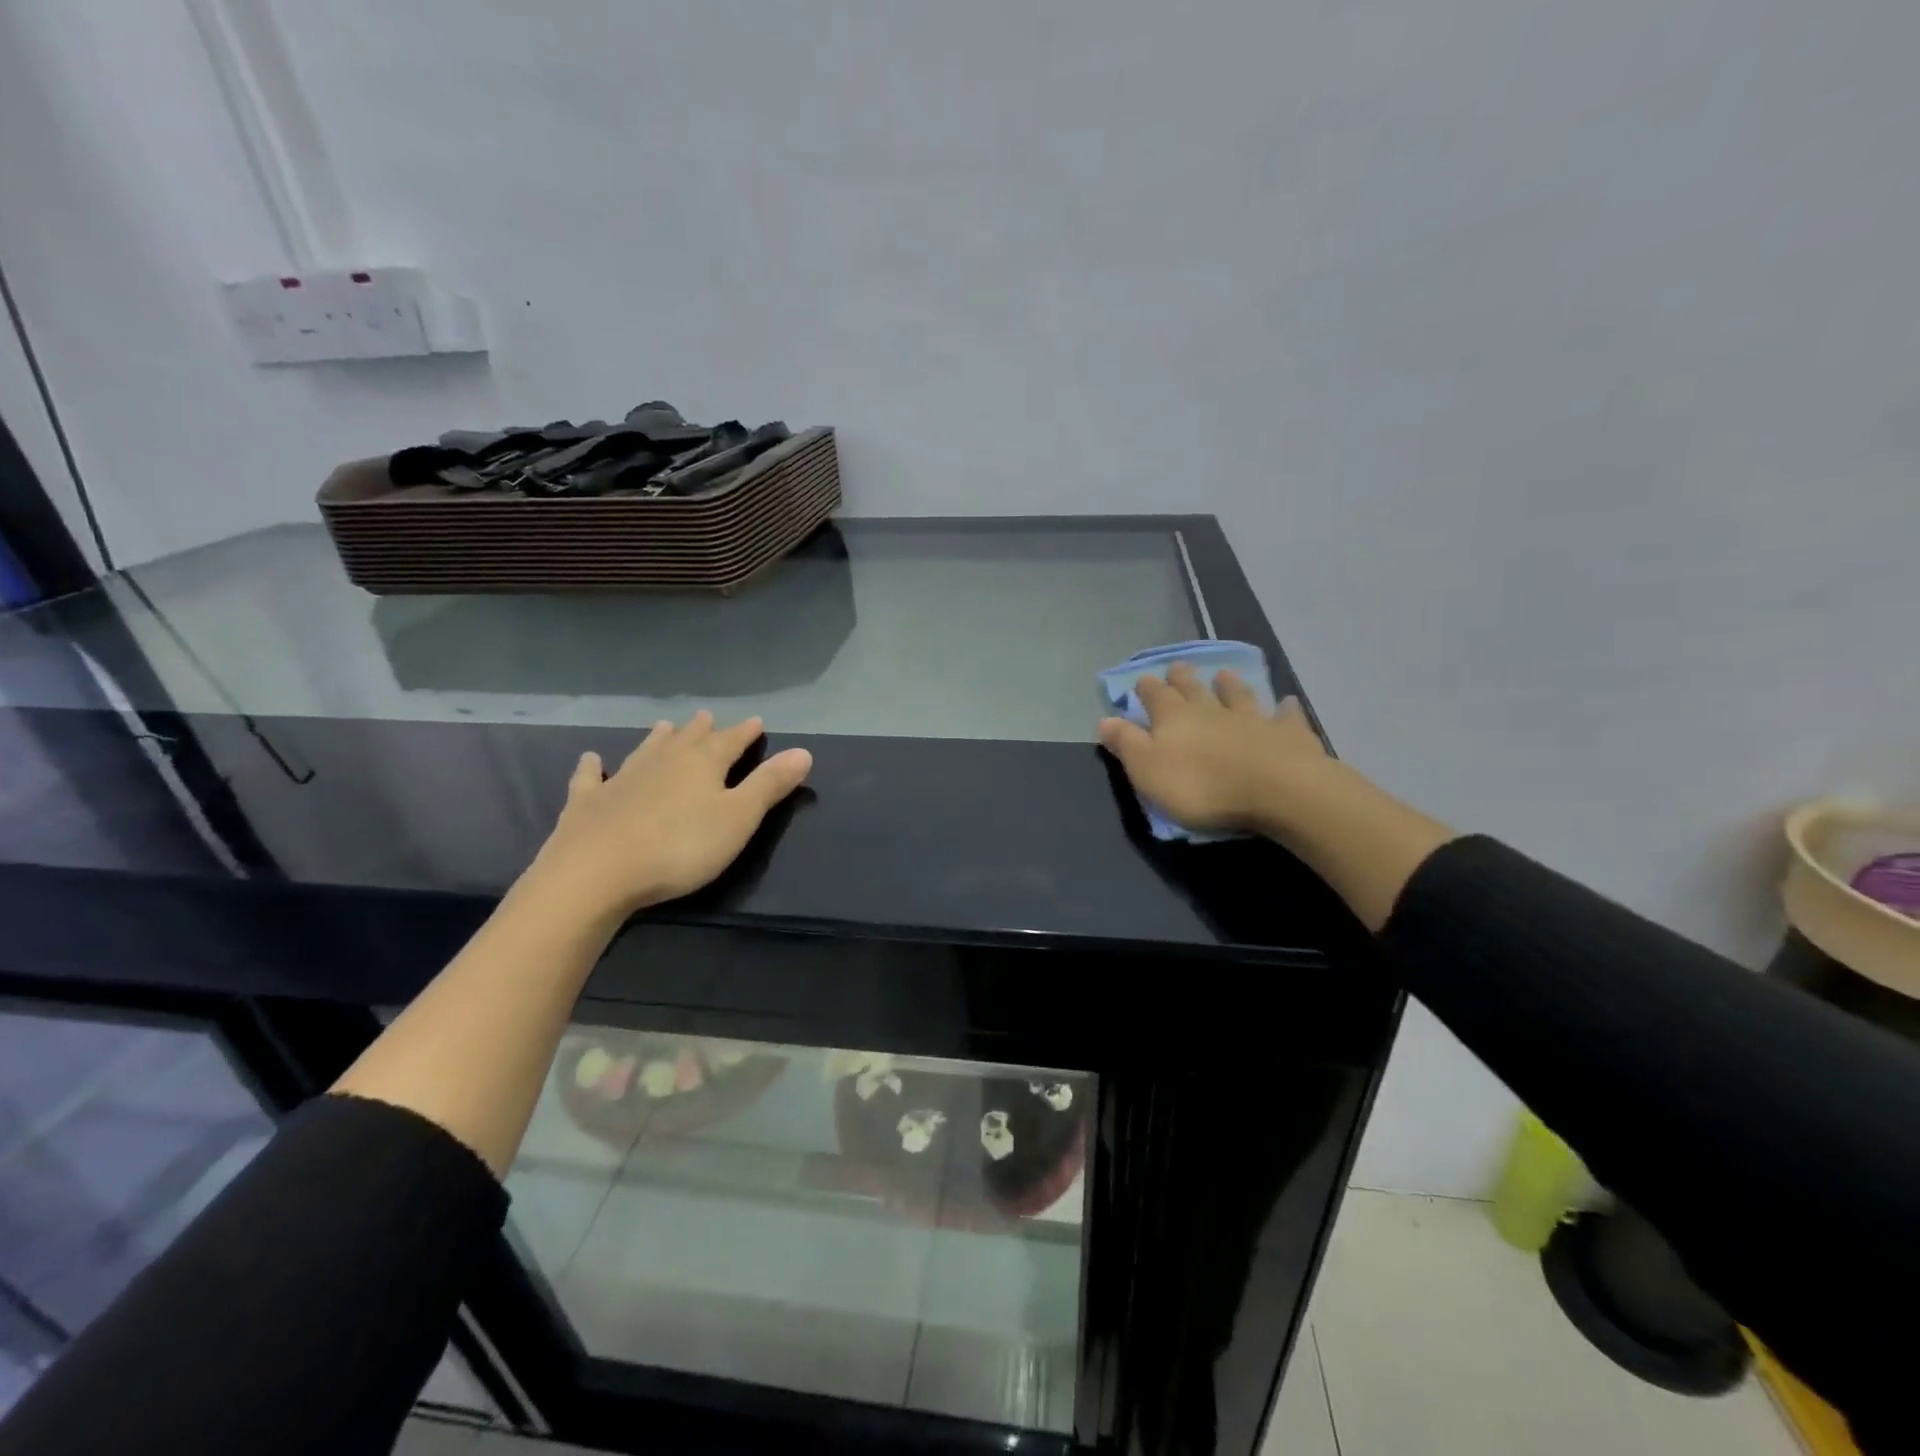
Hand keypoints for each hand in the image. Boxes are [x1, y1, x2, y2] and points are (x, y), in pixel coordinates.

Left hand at [524, 712, 812, 921]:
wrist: (596, 872)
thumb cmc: (680, 847)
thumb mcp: (739, 818)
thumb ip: (770, 785)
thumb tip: (804, 751)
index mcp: (703, 764)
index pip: (731, 742)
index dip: (745, 733)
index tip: (756, 722)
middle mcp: (663, 762)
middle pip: (688, 740)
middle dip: (702, 730)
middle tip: (708, 716)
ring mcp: (621, 779)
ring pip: (645, 750)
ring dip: (658, 738)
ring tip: (665, 726)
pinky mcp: (587, 803)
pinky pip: (591, 777)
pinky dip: (593, 767)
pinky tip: (591, 759)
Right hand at [1098, 664, 1330, 835]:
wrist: (1276, 789)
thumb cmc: (1201, 786)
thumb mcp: (1148, 770)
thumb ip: (1127, 744)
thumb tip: (1104, 720)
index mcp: (1173, 718)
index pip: (1155, 697)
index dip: (1146, 689)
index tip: (1142, 679)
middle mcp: (1211, 710)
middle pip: (1194, 690)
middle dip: (1183, 679)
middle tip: (1178, 666)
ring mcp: (1252, 719)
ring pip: (1237, 696)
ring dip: (1230, 685)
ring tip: (1224, 674)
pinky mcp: (1287, 734)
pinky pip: (1285, 717)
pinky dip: (1284, 709)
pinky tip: (1286, 702)